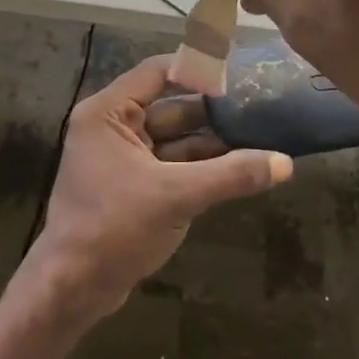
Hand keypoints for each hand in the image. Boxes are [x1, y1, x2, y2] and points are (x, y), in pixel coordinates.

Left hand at [21, 55, 291, 322]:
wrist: (73, 288)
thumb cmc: (115, 228)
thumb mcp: (176, 196)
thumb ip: (231, 175)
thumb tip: (285, 163)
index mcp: (108, 114)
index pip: (158, 72)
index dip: (198, 70)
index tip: (240, 74)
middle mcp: (113, 127)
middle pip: (170, 107)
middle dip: (214, 112)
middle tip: (261, 109)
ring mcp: (123, 158)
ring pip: (175, 139)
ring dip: (212, 142)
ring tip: (261, 138)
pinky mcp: (133, 185)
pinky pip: (171, 164)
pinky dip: (201, 167)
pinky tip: (239, 169)